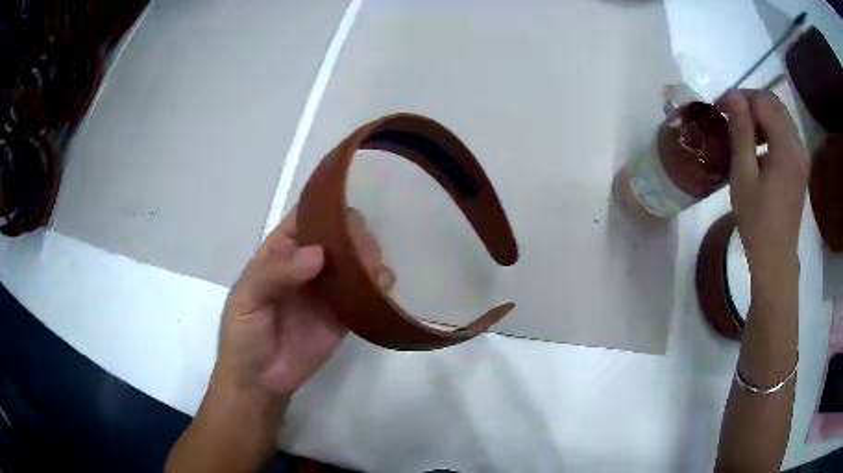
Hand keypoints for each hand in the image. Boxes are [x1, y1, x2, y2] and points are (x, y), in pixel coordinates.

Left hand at [213, 207, 394, 404]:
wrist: (260, 382)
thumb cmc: (243, 335)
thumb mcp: (246, 299)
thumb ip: (275, 274)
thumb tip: (318, 254)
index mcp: (281, 252)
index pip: (305, 218)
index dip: (325, 207)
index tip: (349, 203)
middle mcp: (307, 264)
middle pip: (337, 236)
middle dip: (353, 233)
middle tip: (364, 245)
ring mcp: (328, 290)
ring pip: (355, 261)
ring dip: (369, 256)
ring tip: (375, 266)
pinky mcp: (344, 314)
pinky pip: (365, 294)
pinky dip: (378, 285)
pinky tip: (383, 285)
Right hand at [723, 90, 808, 277]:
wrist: (775, 258)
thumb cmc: (757, 221)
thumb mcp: (743, 175)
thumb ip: (741, 132)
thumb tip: (733, 95)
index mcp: (786, 147)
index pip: (763, 101)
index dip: (741, 98)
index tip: (721, 108)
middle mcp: (798, 145)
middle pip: (774, 104)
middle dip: (750, 102)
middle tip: (730, 115)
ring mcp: (801, 156)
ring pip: (780, 116)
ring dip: (759, 115)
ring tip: (742, 130)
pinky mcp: (800, 165)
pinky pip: (785, 133)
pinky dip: (769, 129)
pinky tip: (758, 145)